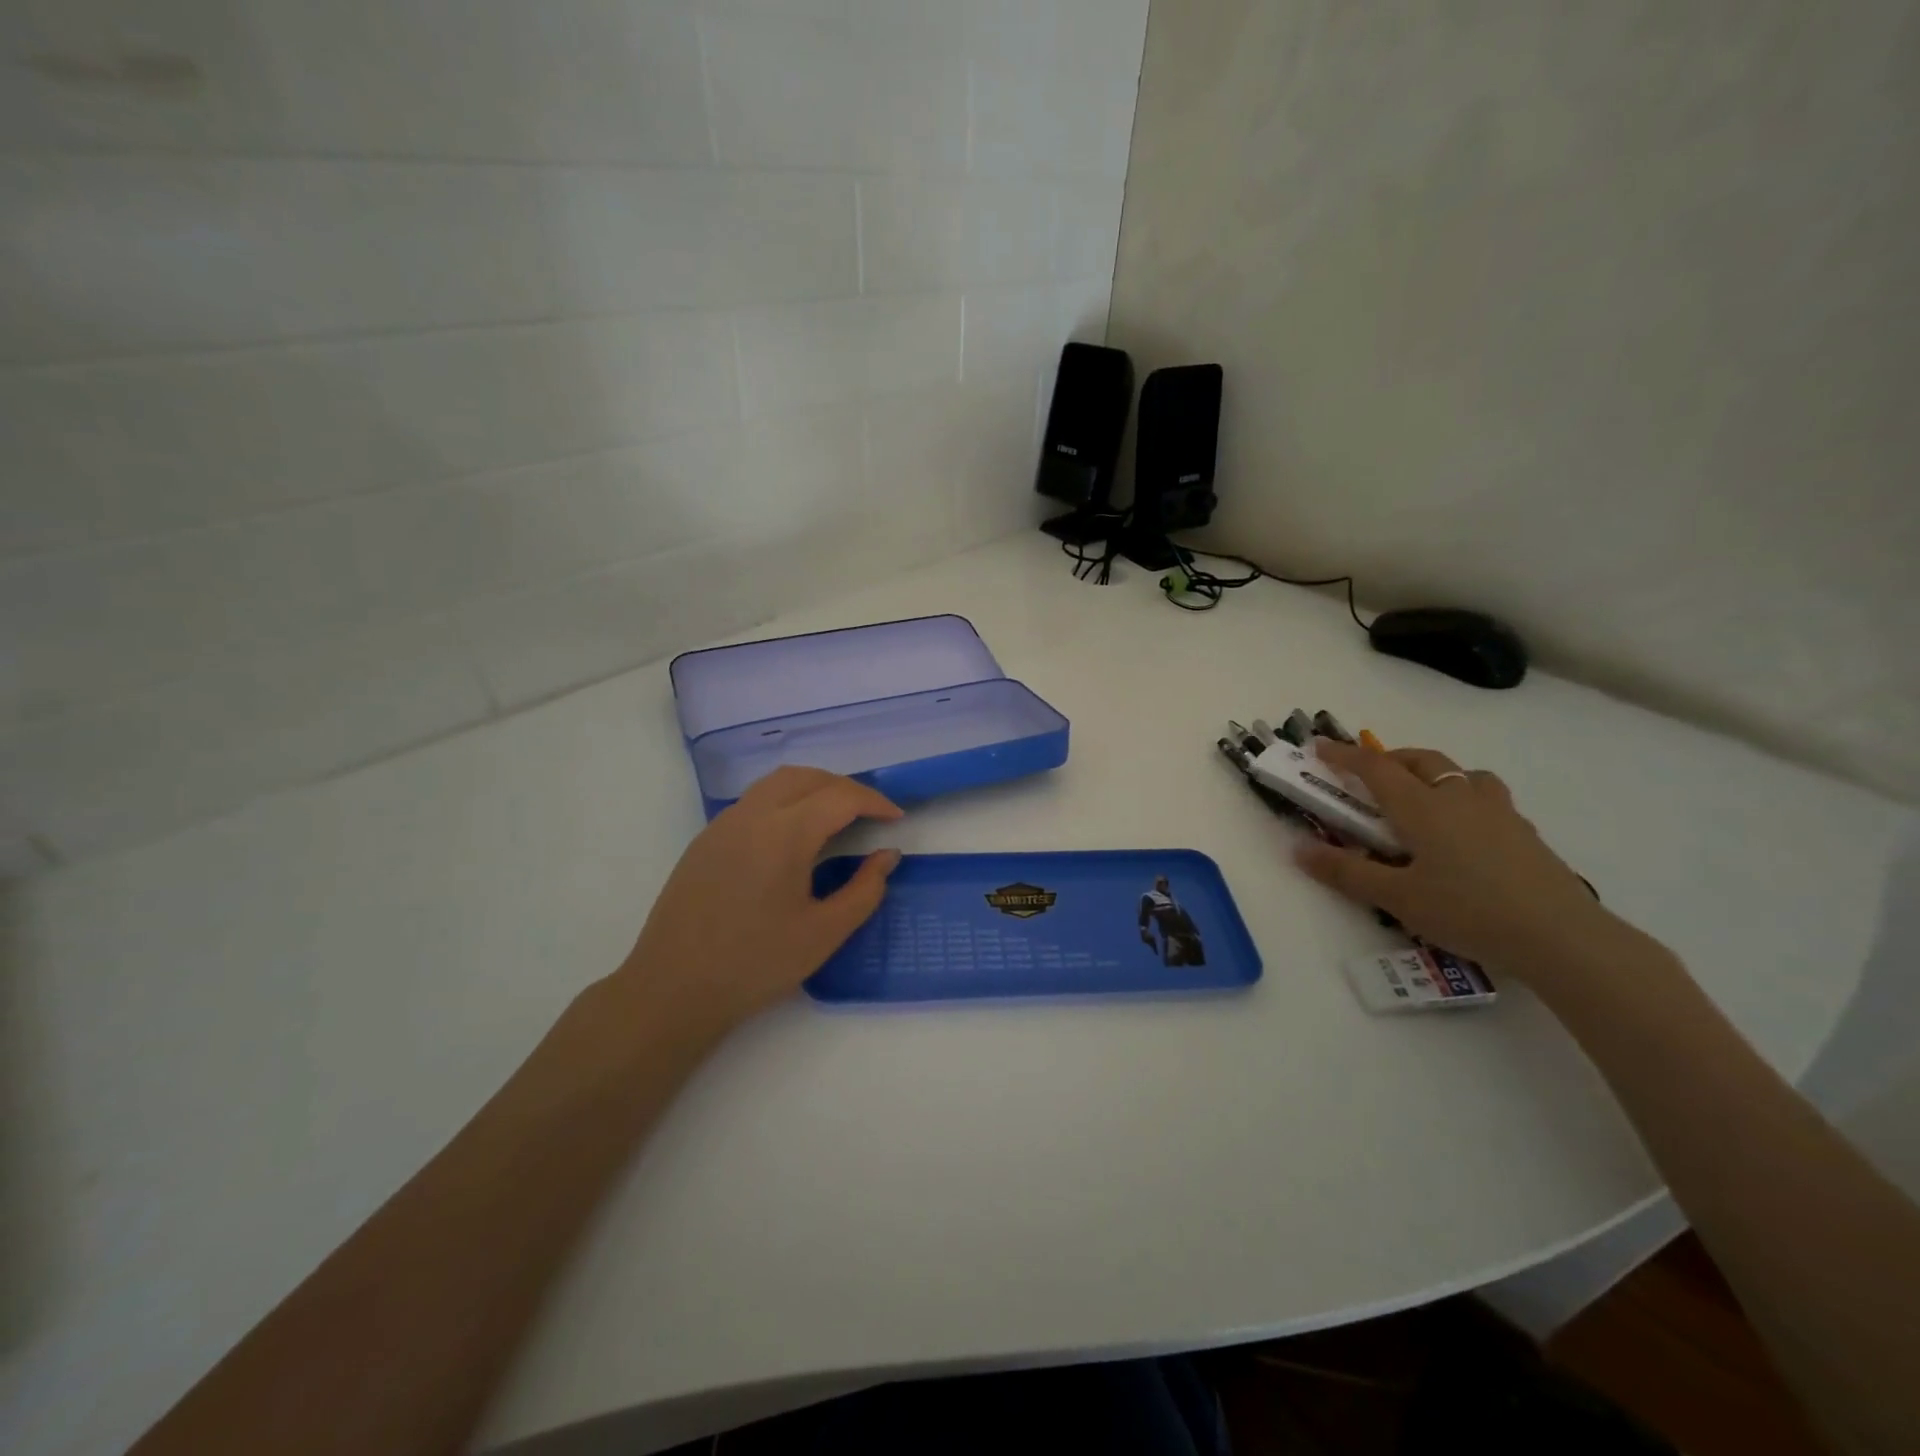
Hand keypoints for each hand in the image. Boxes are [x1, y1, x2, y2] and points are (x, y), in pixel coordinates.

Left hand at [595, 766, 903, 1046]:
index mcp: (784, 834)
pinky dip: (785, 801)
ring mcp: (723, 825)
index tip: (896, 819)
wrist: (672, 990)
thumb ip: (864, 890)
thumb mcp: (823, 933)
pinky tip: (793, 837)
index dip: (874, 802)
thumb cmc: (755, 964)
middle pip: (807, 777)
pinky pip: (754, 801)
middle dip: (844, 788)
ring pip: (776, 783)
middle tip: (869, 815)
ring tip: (836, 818)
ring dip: (813, 788)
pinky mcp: (705, 840)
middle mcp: (751, 815)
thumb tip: (887, 856)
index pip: (840, 797)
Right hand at [1294, 740, 1613, 981]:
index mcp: (1422, 807)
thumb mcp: (1396, 898)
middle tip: (1368, 777)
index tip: (1319, 747)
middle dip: (1389, 759)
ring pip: (1462, 773)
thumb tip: (1299, 850)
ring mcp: (1498, 812)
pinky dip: (1465, 798)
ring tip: (1423, 798)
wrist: (1561, 937)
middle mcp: (1459, 797)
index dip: (1344, 755)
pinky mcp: (1524, 833)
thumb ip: (1346, 871)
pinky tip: (1465, 832)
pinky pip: (1487, 798)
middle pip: (1421, 760)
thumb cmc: (1467, 911)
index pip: (1375, 768)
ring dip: (1434, 773)